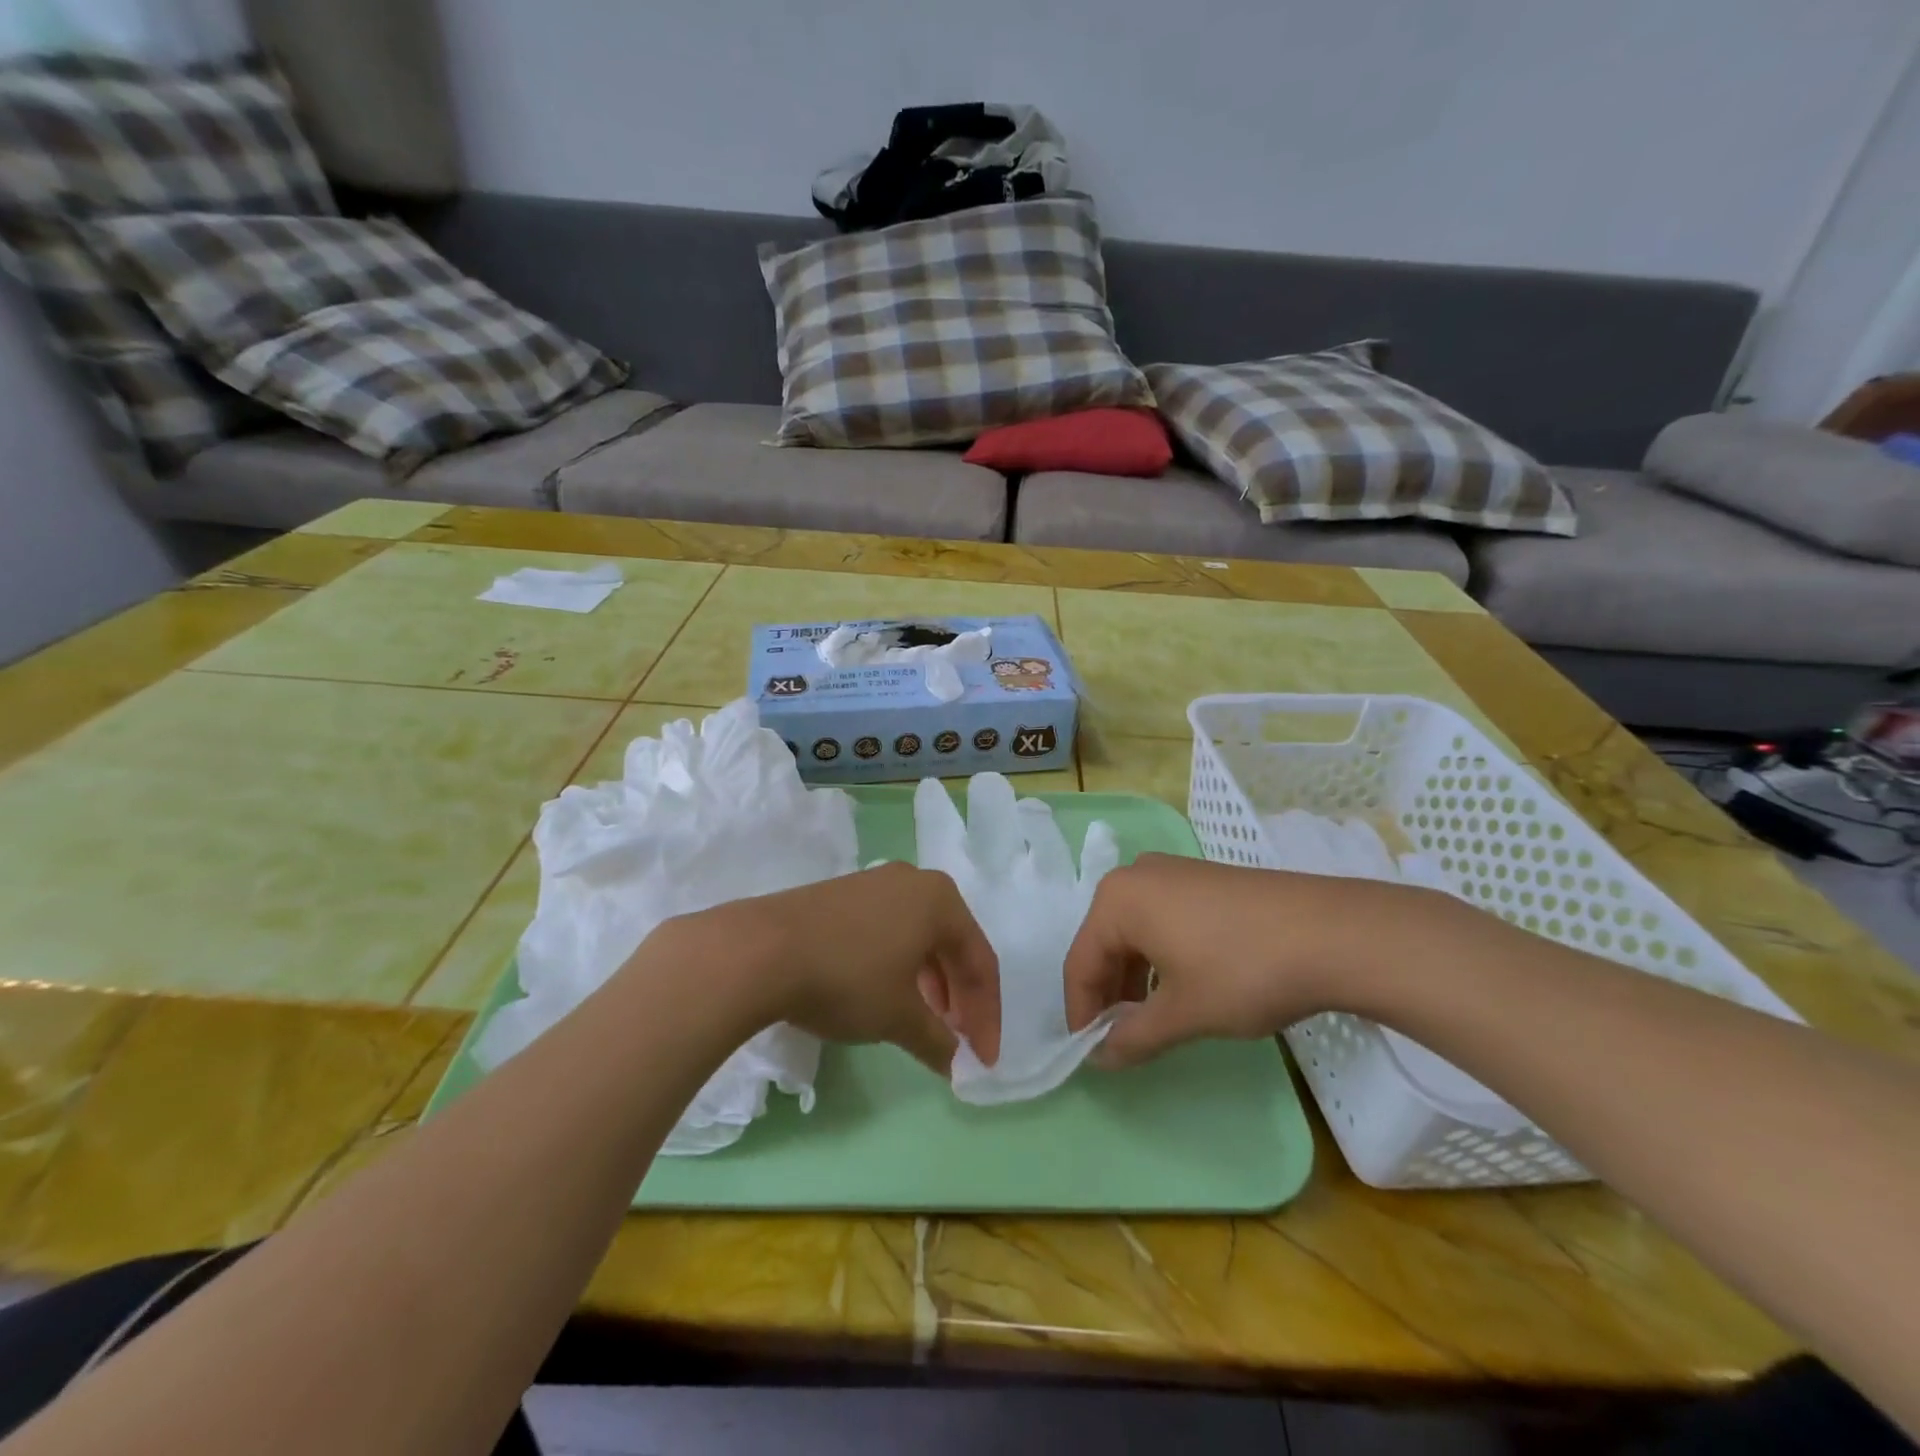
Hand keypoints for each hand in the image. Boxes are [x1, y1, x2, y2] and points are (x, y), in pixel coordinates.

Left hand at [686, 863, 1000, 1073]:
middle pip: (952, 945)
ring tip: (925, 1022)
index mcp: (941, 900)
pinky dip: (900, 967)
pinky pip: (890, 931)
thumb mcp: (898, 1017)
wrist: (761, 949)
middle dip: (959, 997)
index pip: (981, 962)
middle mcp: (914, 882)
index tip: (983, 1060)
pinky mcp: (843, 894)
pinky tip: (887, 995)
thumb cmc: (848, 978)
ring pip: (919, 937)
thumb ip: (937, 1041)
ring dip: (930, 983)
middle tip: (957, 1041)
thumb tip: (956, 1062)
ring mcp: (875, 883)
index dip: (987, 1015)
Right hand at [1062, 854, 1444, 1068]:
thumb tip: (1100, 1056)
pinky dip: (1161, 957)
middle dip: (1109, 994)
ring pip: (1135, 932)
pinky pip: (1163, 920)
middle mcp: (1137, 876)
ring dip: (1135, 978)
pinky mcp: (1205, 880)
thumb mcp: (1183, 1013)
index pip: (1080, 962)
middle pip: (1104, 942)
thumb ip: (1133, 1036)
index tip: (1090, 1053)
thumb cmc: (1242, 971)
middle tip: (1121, 1039)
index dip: (1082, 1012)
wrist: (1332, 933)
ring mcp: (1174, 873)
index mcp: (1117, 900)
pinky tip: (1184, 986)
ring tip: (1152, 1020)